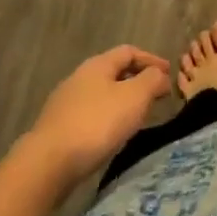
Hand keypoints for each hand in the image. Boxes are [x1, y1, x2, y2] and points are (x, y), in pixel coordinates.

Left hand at [23, 46, 172, 187]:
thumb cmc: (96, 124)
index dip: (151, 59)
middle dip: (136, 81)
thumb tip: (159, 75)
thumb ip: (152, 81)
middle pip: (113, 72)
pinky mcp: (57, 129)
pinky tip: (111, 136)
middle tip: (155, 96)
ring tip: (137, 118)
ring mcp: (65, 104)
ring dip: (121, 102)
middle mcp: (79, 78)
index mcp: (97, 65)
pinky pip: (90, 116)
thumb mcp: (134, 98)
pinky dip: (107, 119)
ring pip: (101, 95)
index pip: (129, 52)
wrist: (47, 164)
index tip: (169, 73)